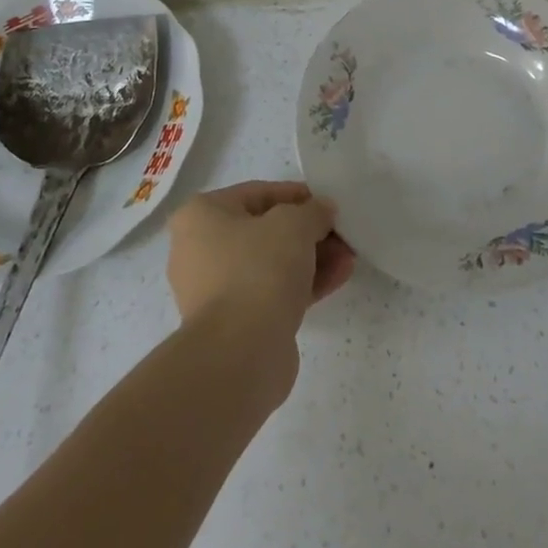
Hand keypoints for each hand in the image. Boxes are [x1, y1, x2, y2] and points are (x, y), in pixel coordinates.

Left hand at [166, 181, 356, 343]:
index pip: (257, 193)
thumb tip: (322, 211)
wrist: (240, 354)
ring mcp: (215, 290)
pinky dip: (304, 283)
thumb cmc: (258, 269)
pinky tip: (340, 276)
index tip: (327, 203)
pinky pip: (273, 292)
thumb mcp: (294, 224)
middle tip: (341, 232)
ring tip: (348, 255)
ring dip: (311, 257)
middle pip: (265, 230)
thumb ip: (313, 210)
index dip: (297, 195)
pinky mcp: (235, 323)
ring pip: (271, 263)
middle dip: (308, 231)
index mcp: (200, 215)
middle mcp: (199, 250)